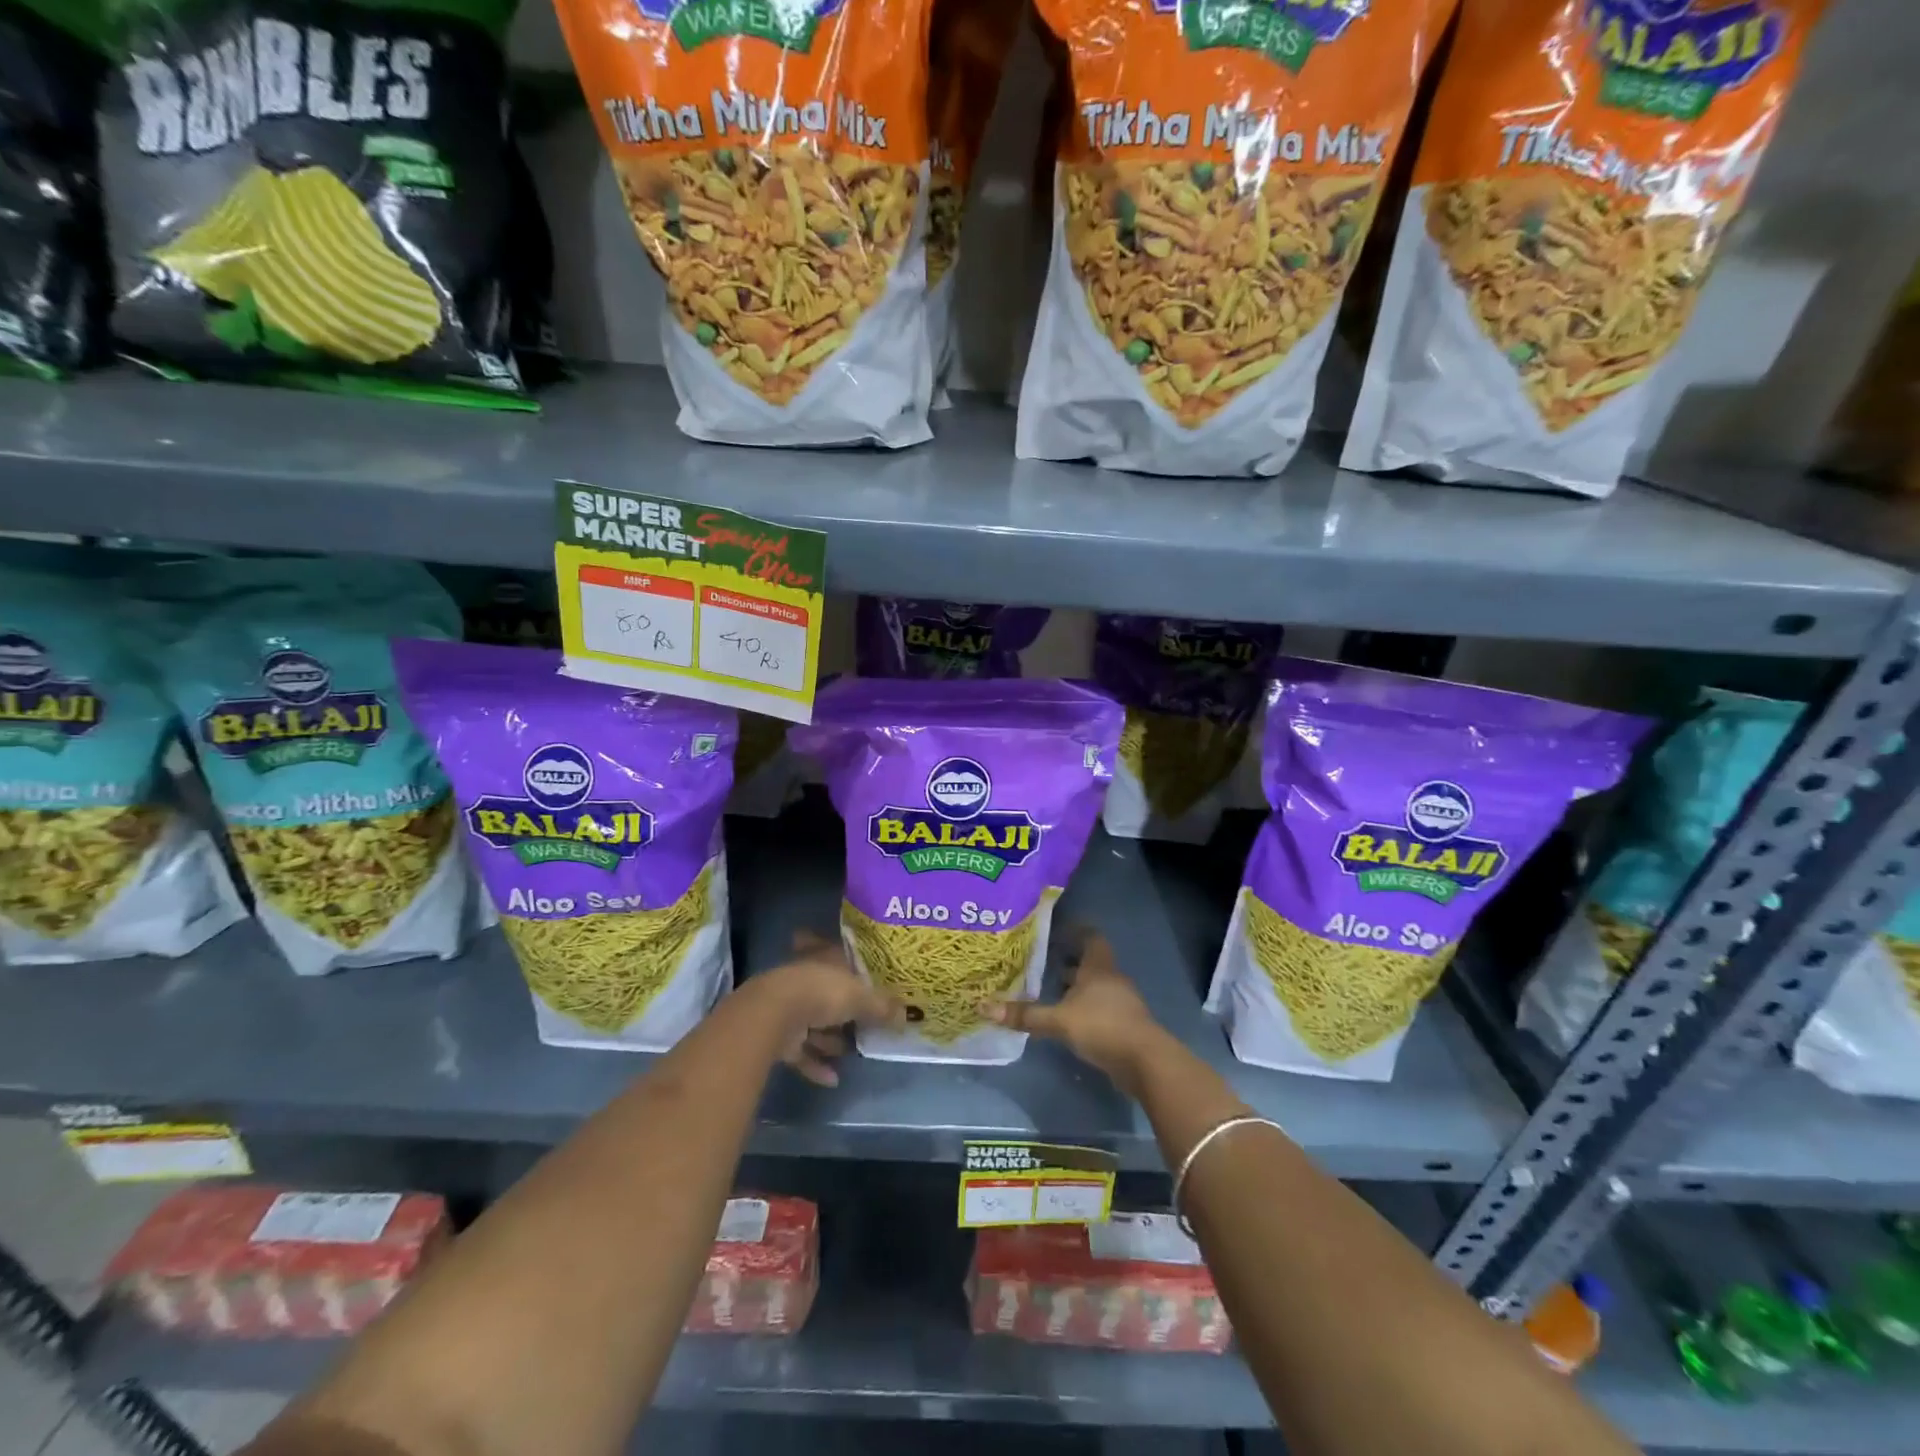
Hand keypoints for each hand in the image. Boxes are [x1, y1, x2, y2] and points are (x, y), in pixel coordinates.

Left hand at [755, 930, 901, 1087]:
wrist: (774, 1014)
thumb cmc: (822, 992)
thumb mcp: (861, 996)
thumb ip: (882, 1007)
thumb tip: (906, 1016)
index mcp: (824, 959)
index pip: (841, 958)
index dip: (854, 968)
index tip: (868, 981)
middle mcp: (806, 980)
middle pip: (828, 994)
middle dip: (844, 1011)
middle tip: (865, 1024)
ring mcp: (789, 1008)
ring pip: (814, 1024)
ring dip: (830, 1040)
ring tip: (852, 1053)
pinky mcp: (778, 1036)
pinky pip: (801, 1052)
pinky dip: (816, 1065)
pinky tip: (833, 1079)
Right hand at [983, 931, 1166, 1091]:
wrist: (1145, 1062)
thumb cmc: (1102, 1027)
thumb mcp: (1059, 1021)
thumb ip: (1025, 1015)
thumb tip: (985, 1007)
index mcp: (1098, 967)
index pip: (1091, 937)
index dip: (1075, 931)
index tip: (1055, 931)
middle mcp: (1111, 979)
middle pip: (1091, 962)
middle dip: (1069, 962)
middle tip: (1043, 962)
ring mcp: (1121, 1003)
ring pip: (1095, 987)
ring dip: (1077, 988)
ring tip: (1051, 992)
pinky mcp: (1124, 1025)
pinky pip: (1101, 1008)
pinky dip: (1084, 1009)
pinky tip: (1068, 1020)